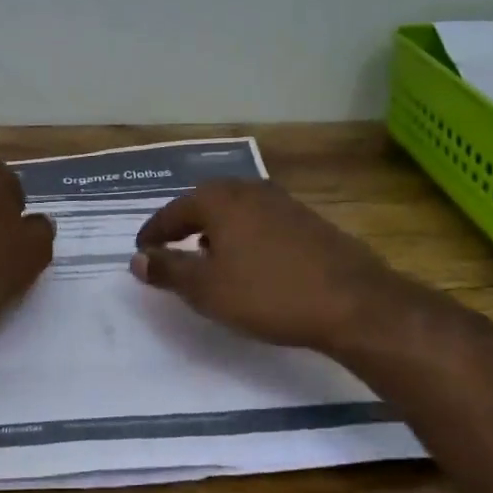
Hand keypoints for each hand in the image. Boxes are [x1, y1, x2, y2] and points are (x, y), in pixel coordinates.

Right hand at [131, 179, 406, 352]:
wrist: (353, 302)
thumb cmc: (268, 294)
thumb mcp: (207, 289)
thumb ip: (168, 270)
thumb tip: (138, 259)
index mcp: (220, 200)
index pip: (173, 211)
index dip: (154, 232)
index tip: (141, 250)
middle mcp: (249, 190)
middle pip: (205, 202)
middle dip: (184, 224)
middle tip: (169, 245)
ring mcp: (283, 202)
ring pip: (235, 210)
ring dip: (215, 229)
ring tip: (206, 254)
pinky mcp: (308, 220)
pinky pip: (260, 221)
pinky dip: (243, 235)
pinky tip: (249, 260)